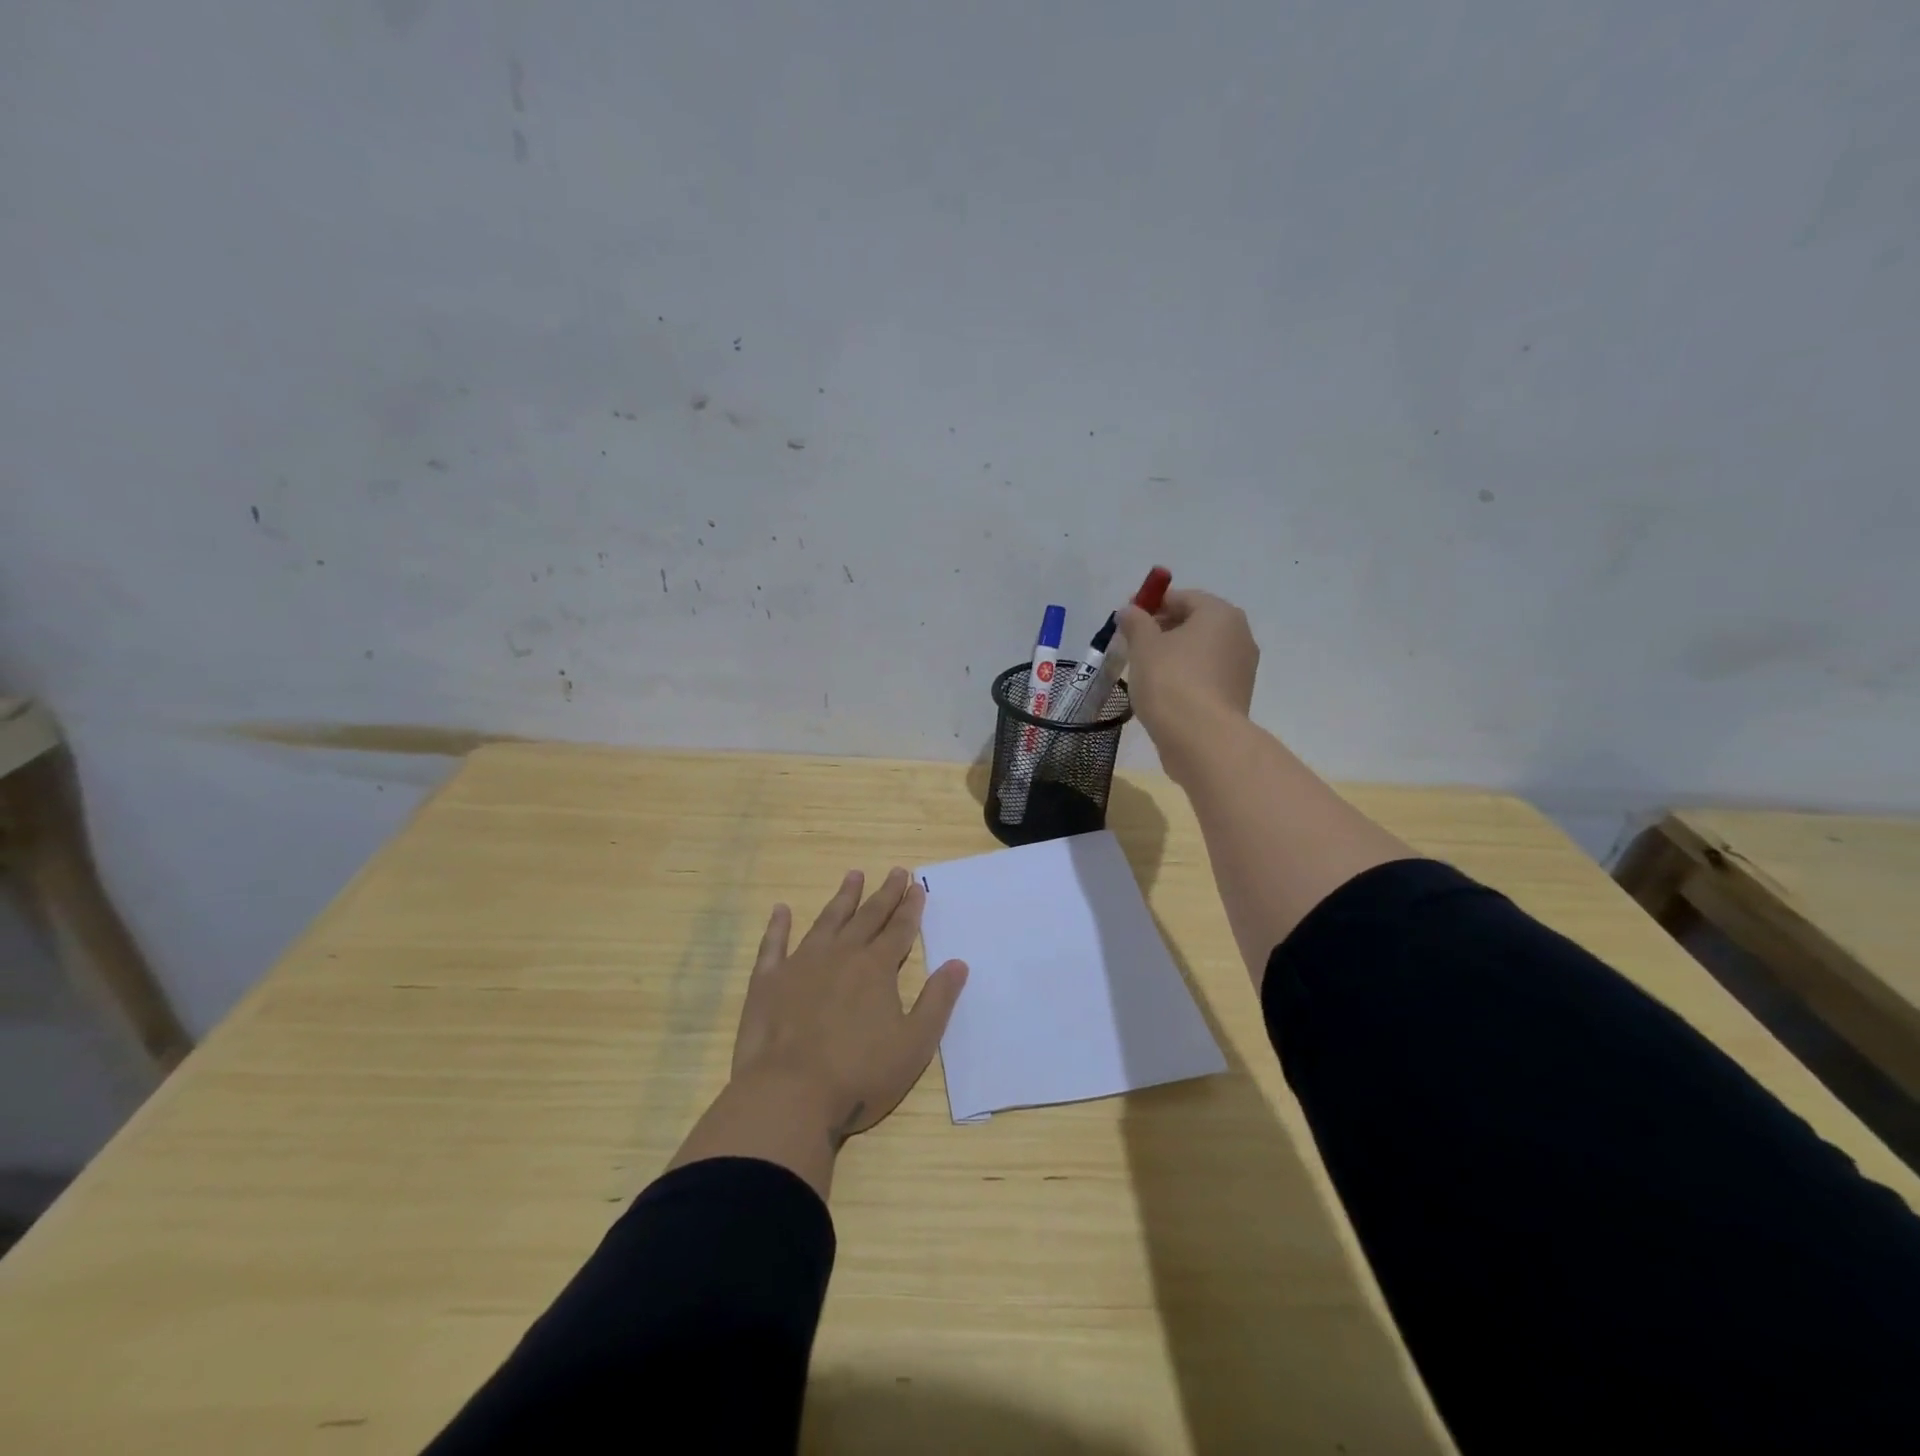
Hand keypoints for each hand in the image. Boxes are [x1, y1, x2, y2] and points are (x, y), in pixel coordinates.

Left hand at [731, 868, 967, 1146]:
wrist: (788, 1095)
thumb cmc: (859, 1075)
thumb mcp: (914, 1044)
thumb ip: (937, 1001)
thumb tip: (958, 963)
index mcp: (876, 969)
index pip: (899, 929)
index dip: (910, 907)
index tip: (917, 885)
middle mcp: (840, 955)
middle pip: (867, 917)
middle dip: (884, 894)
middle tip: (896, 871)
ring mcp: (800, 964)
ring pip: (826, 921)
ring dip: (842, 898)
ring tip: (853, 875)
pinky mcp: (768, 981)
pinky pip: (774, 944)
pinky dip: (778, 926)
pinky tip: (781, 910)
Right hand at [1117, 588, 1259, 775]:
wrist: (1202, 739)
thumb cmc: (1171, 681)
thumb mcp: (1144, 646)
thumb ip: (1136, 622)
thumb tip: (1130, 611)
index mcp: (1220, 614)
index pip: (1182, 598)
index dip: (1151, 604)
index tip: (1127, 619)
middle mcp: (1239, 635)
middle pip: (1194, 623)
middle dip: (1163, 629)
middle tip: (1132, 645)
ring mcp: (1242, 668)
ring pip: (1200, 651)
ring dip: (1174, 655)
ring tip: (1144, 671)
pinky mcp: (1236, 695)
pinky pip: (1206, 675)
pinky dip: (1185, 676)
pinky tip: (1163, 692)